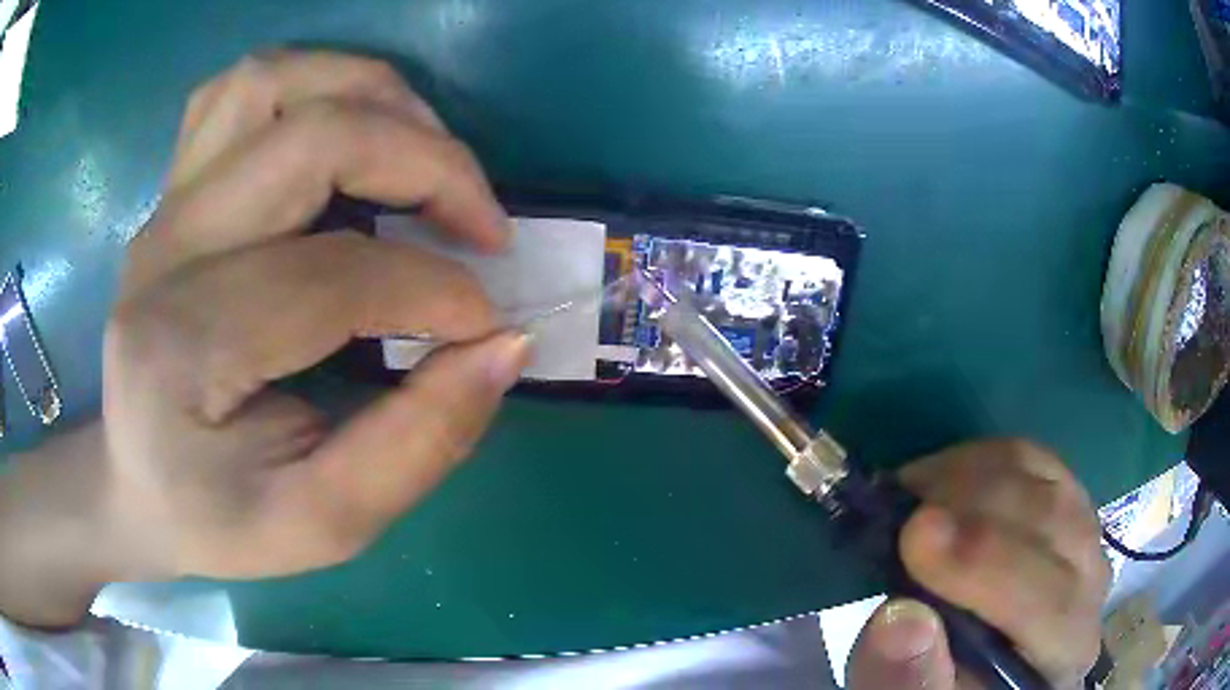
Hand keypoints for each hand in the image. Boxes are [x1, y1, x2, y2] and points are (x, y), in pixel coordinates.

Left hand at [0, 51, 530, 626]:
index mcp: (184, 350)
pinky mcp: (173, 190)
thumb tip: (506, 347)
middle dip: (427, 163)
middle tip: (481, 223)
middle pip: (310, 137)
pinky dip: (312, 84)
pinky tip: (347, 131)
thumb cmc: (216, 519)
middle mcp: (164, 252)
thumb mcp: (322, 524)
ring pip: (275, 81)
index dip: (436, 291)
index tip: (490, 326)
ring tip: (425, 156)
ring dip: (373, 97)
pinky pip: (242, 89)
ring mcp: (164, 207)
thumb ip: (418, 444)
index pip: (331, 277)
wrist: (134, 487)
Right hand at [846, 440, 1110, 689]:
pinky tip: (941, 479)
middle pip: (1053, 525)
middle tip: (899, 506)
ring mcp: (1084, 531)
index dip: (986, 564)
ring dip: (971, 477)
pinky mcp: (1064, 495)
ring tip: (912, 494)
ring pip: (1043, 480)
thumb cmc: (949, 684)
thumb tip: (900, 618)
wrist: (982, 658)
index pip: (1048, 602)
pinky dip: (980, 458)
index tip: (914, 535)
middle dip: (971, 506)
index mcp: (1065, 650)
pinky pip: (1033, 458)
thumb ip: (908, 679)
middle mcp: (1091, 584)